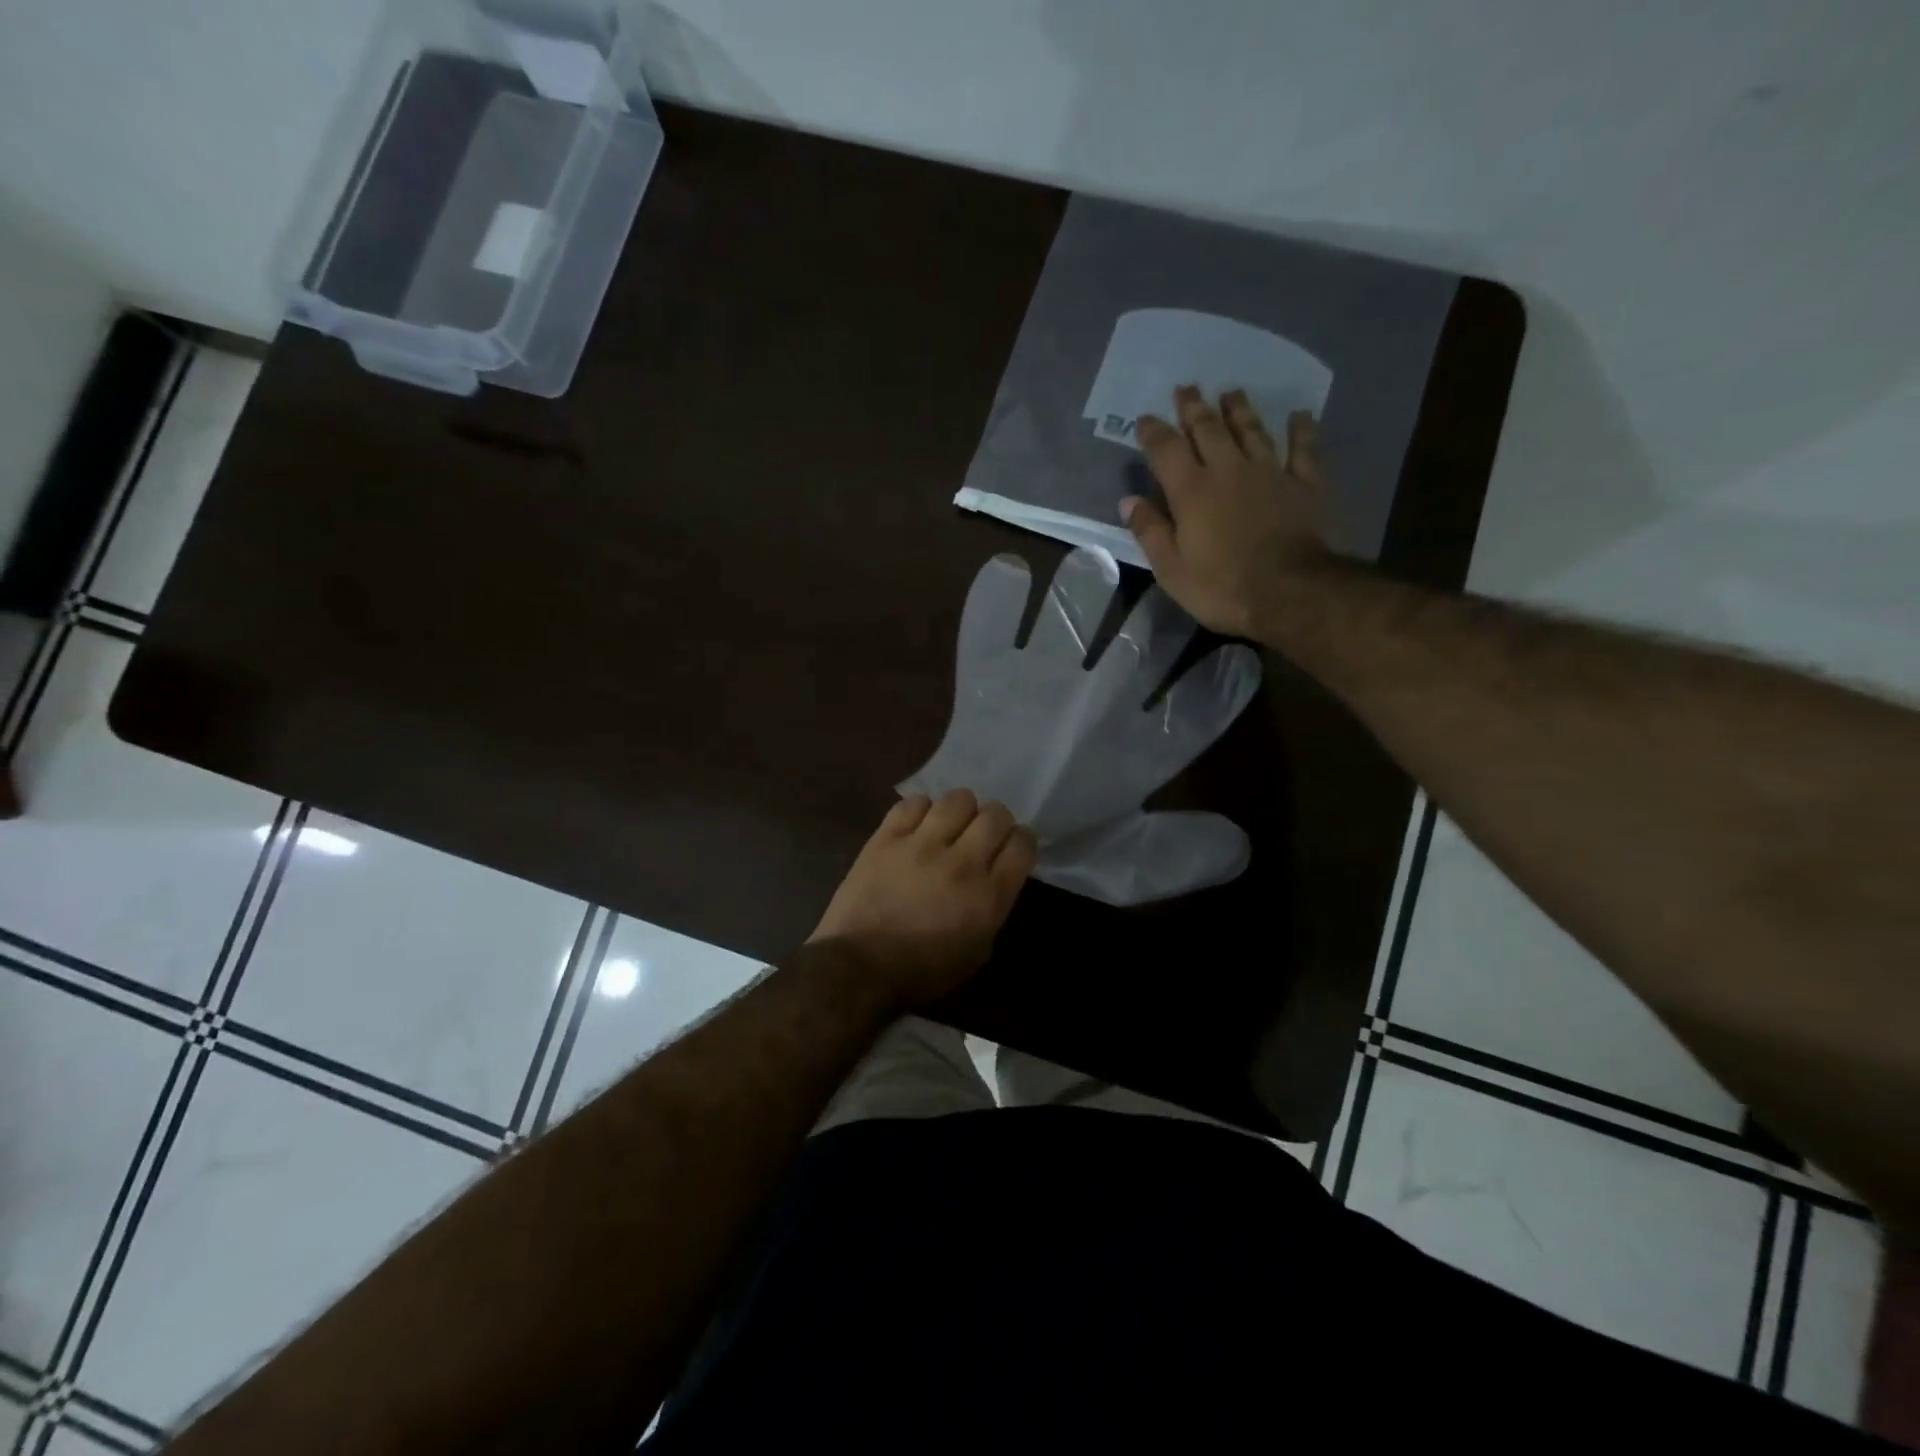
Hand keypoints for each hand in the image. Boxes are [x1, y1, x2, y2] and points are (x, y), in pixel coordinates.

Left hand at [811, 789, 1036, 1006]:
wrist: (859, 967)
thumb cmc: (922, 971)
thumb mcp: (977, 952)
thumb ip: (993, 908)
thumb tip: (994, 877)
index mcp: (988, 895)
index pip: (1022, 844)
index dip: (1022, 841)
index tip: (1012, 847)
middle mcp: (961, 862)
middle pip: (995, 815)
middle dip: (996, 821)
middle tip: (983, 834)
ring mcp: (922, 845)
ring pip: (958, 799)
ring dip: (961, 810)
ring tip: (951, 825)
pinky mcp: (887, 837)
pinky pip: (914, 803)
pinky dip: (922, 810)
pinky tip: (918, 826)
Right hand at [1121, 385, 1338, 640]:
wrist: (1290, 592)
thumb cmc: (1221, 587)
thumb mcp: (1171, 569)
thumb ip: (1150, 531)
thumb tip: (1129, 500)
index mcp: (1191, 491)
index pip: (1166, 450)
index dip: (1153, 432)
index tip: (1145, 419)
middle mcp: (1229, 469)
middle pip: (1208, 429)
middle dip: (1194, 408)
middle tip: (1186, 389)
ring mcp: (1271, 472)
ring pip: (1252, 430)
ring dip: (1240, 410)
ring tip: (1231, 392)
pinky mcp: (1305, 483)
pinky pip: (1304, 448)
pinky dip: (1302, 430)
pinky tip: (1301, 415)